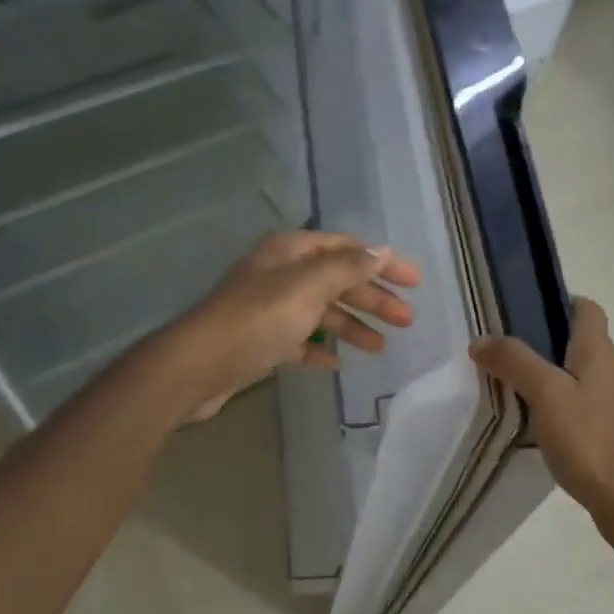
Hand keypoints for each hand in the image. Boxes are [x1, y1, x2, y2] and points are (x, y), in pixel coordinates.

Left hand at [166, 231, 420, 422]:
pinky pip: (299, 341)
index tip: (414, 282)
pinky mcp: (260, 341)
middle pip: (337, 281)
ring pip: (321, 312)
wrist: (198, 365)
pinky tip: (337, 363)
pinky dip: (319, 349)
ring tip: (380, 348)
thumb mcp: (309, 285)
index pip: (347, 248)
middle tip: (406, 321)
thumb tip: (382, 251)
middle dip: (372, 299)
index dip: (382, 263)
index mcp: (290, 251)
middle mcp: (280, 274)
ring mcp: (269, 308)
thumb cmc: (259, 317)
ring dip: (352, 326)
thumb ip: (348, 267)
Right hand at [470, 298, 613, 542]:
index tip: (523, 313)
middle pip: (582, 342)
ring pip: (583, 375)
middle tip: (506, 355)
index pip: (587, 308)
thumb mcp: (545, 394)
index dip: (559, 302)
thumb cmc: (590, 439)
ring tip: (516, 390)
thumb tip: (482, 340)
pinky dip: (563, 404)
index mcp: (602, 351)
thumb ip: (514, 361)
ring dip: (553, 376)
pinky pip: (586, 404)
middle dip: (546, 343)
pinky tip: (540, 425)